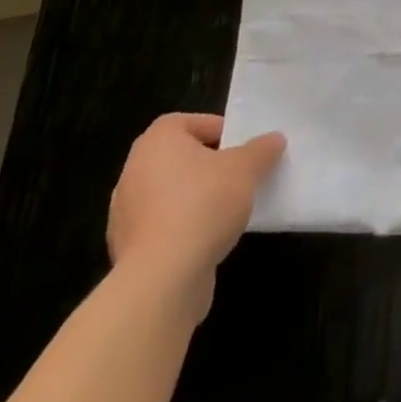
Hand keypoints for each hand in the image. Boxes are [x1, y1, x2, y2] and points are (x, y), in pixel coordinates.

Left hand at [106, 113, 285, 318]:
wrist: (163, 279)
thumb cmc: (203, 203)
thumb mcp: (246, 168)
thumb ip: (261, 150)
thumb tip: (274, 140)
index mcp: (156, 142)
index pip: (185, 122)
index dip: (214, 129)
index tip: (238, 146)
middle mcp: (133, 172)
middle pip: (176, 159)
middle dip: (206, 165)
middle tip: (236, 174)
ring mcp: (125, 215)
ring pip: (168, 195)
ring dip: (194, 198)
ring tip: (227, 210)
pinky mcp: (127, 252)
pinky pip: (161, 228)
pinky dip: (182, 229)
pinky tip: (207, 239)